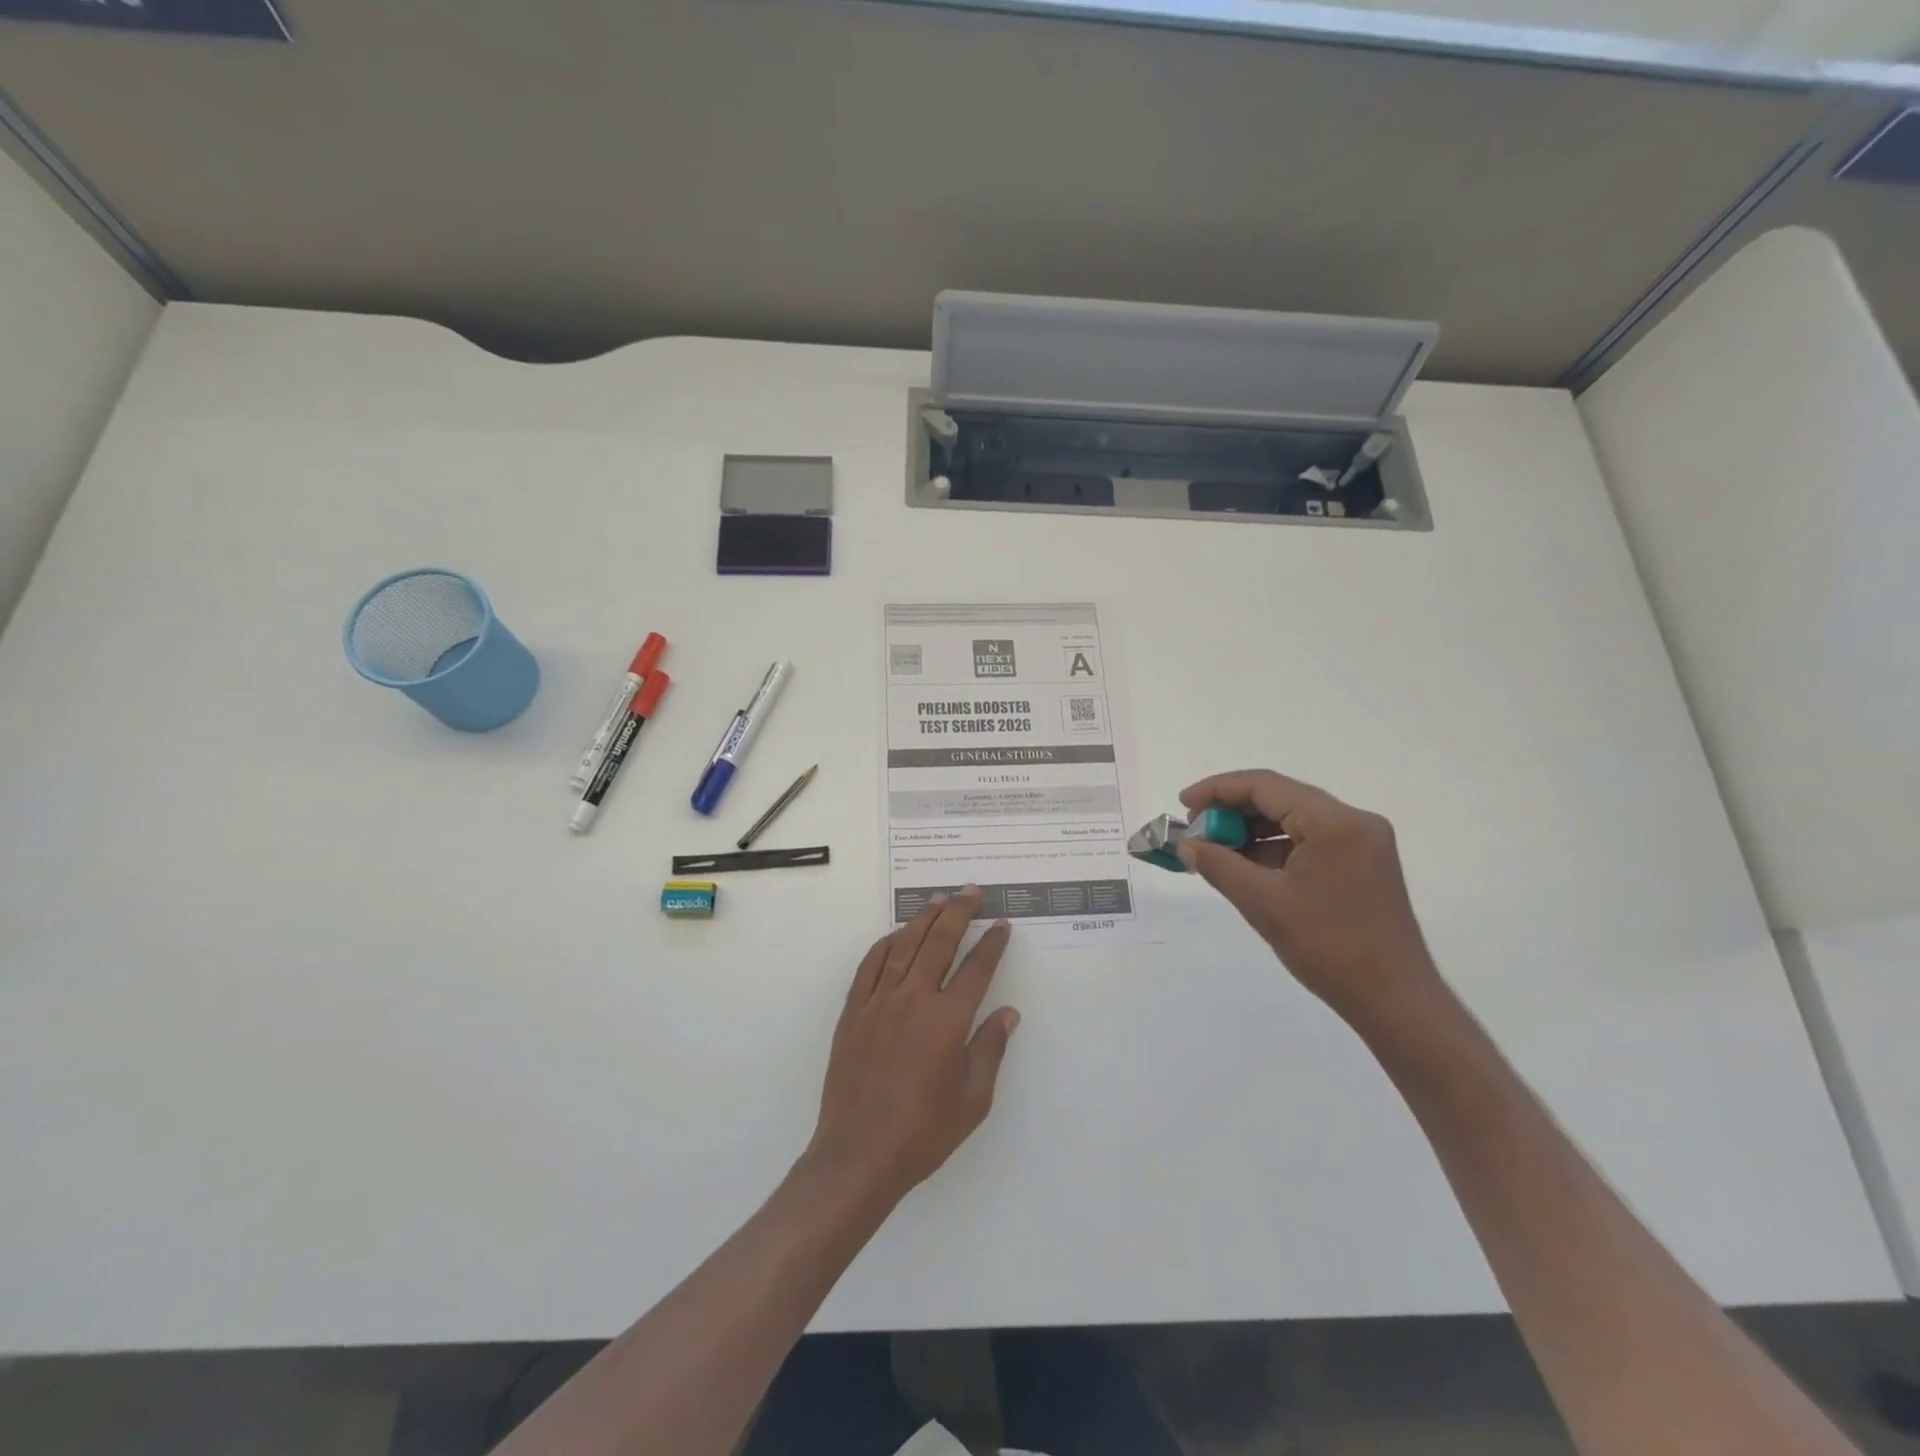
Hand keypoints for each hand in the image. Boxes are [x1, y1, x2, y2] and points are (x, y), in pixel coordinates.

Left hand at [805, 889, 1018, 1205]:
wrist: (859, 1154)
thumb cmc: (923, 1132)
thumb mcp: (972, 1100)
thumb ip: (990, 1049)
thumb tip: (1007, 1013)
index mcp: (947, 1021)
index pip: (976, 969)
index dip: (991, 944)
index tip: (1001, 925)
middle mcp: (913, 1000)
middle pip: (939, 943)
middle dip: (958, 912)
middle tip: (970, 891)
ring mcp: (879, 1002)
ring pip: (904, 946)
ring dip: (923, 919)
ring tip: (938, 900)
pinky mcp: (853, 1011)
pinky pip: (870, 965)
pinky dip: (885, 944)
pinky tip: (895, 936)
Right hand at [1177, 770, 1440, 1026]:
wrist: (1394, 1000)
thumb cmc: (1328, 947)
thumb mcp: (1263, 903)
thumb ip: (1219, 865)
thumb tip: (1186, 845)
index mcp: (1335, 822)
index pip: (1266, 786)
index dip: (1218, 790)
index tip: (1183, 806)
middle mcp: (1354, 821)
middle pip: (1280, 798)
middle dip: (1233, 810)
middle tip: (1195, 831)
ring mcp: (1362, 842)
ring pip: (1293, 819)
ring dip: (1252, 830)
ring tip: (1214, 850)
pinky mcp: (1362, 863)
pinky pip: (1308, 840)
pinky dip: (1274, 848)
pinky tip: (1246, 865)